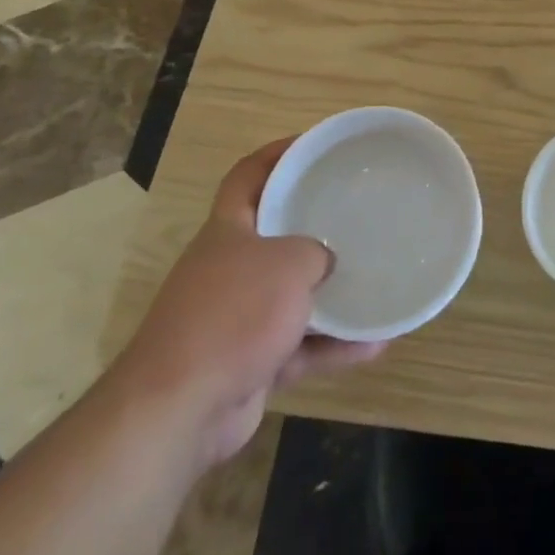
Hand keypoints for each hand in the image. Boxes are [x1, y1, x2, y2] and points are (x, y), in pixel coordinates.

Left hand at [115, 137, 384, 466]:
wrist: (178, 409)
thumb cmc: (233, 314)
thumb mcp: (288, 263)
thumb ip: (315, 253)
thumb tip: (325, 263)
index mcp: (227, 231)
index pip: (248, 176)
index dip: (277, 154)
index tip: (313, 146)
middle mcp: (227, 268)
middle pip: (272, 235)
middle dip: (311, 225)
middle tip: (354, 212)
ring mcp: (235, 318)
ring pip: (290, 294)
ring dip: (330, 294)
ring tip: (374, 281)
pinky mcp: (247, 363)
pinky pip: (299, 345)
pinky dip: (332, 345)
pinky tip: (375, 344)